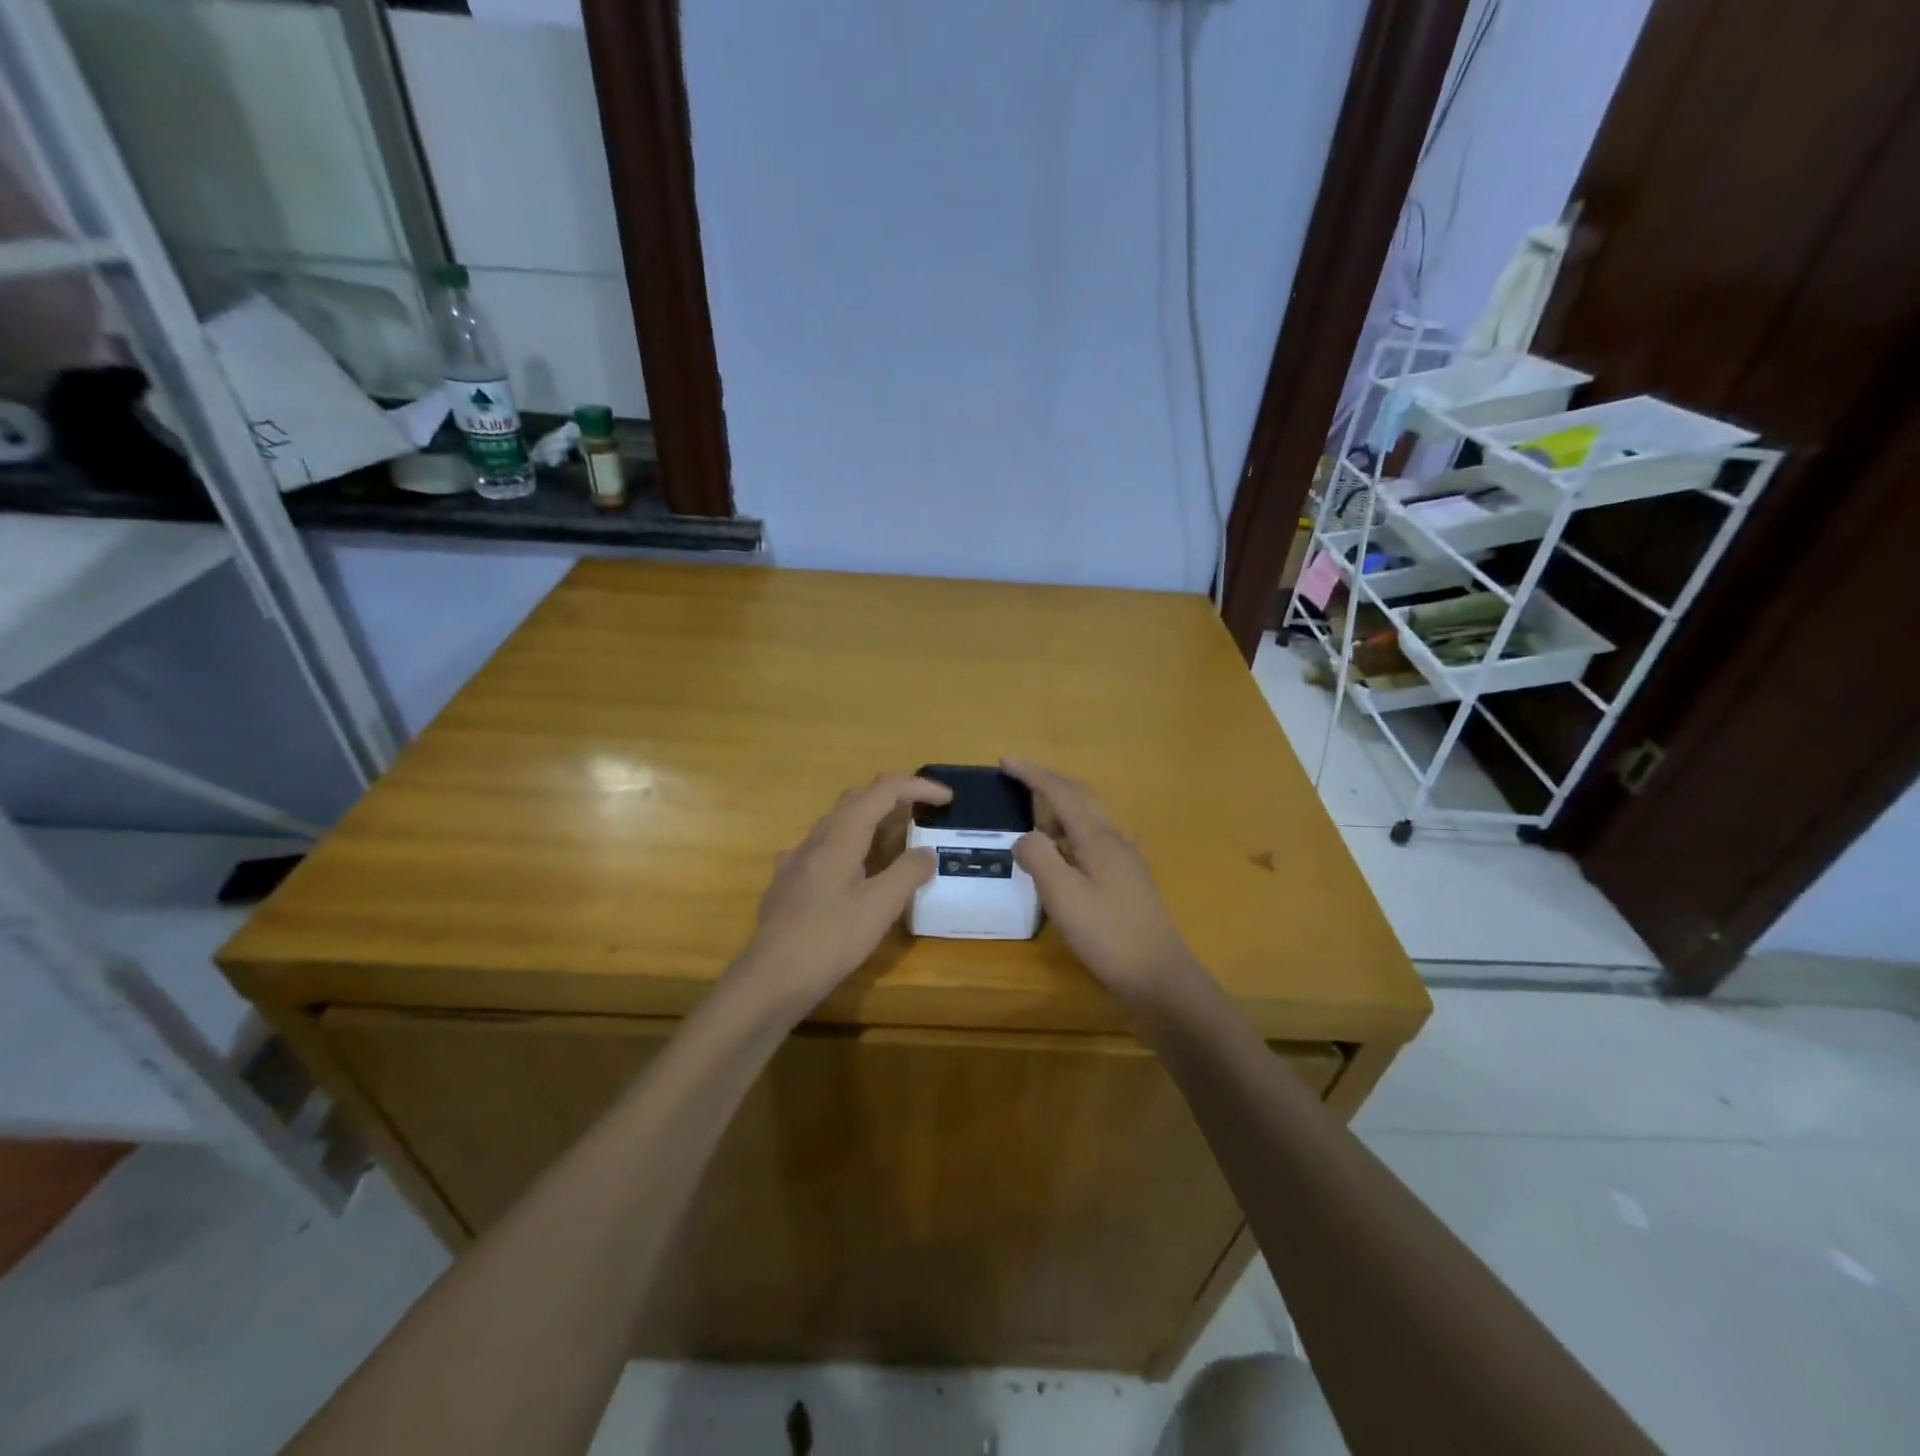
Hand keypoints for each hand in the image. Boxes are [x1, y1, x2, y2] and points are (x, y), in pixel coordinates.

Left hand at [734, 774, 952, 1009]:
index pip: (884, 790)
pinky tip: (851, 872)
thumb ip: (907, 873)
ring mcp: (796, 859)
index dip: (918, 787)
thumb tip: (926, 853)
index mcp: (842, 835)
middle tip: (923, 814)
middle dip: (894, 797)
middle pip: (857, 799)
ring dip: (870, 821)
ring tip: (895, 841)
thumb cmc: (830, 939)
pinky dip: (847, 846)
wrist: (770, 978)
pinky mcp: (786, 882)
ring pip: (837, 823)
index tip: (947, 799)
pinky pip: (822, 848)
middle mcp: (816, 838)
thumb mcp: (880, 907)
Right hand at [1004, 758, 1200, 1003]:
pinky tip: (1061, 854)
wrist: (1158, 976)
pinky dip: (1070, 833)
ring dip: (1059, 807)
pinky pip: (1093, 839)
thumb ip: (1039, 857)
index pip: (1061, 792)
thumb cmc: (1107, 934)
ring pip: (1088, 818)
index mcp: (1098, 838)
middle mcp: (1115, 839)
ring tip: (1031, 817)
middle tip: (1016, 777)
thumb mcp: (1062, 896)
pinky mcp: (1127, 879)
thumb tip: (1025, 837)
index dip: (1032, 774)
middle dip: (1048, 782)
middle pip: (1080, 797)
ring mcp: (1125, 859)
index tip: (1005, 762)